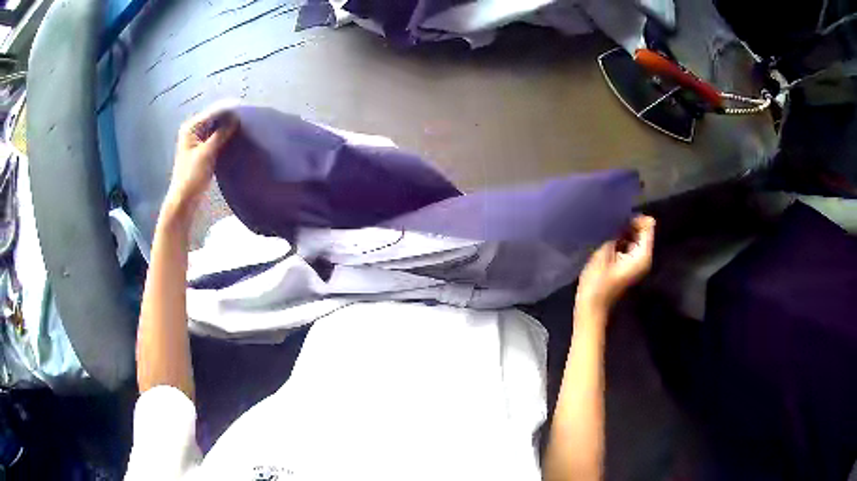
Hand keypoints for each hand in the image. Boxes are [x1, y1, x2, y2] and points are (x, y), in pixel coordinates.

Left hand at [164, 105, 238, 217]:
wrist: (184, 200)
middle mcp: (193, 130)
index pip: (213, 112)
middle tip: (248, 117)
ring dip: (228, 127)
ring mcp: (197, 140)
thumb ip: (221, 133)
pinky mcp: (202, 150)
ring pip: (216, 128)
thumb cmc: (192, 176)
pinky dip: (225, 136)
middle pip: (214, 118)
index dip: (229, 109)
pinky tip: (235, 137)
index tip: (247, 108)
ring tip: (245, 126)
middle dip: (229, 117)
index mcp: (191, 127)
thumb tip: (237, 117)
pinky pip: (216, 137)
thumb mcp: (207, 153)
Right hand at [575, 215, 655, 315]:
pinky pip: (628, 245)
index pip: (648, 225)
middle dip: (628, 225)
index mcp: (642, 255)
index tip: (617, 221)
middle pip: (642, 230)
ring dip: (622, 233)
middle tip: (609, 227)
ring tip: (606, 235)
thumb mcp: (605, 252)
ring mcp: (637, 262)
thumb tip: (622, 216)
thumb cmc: (597, 282)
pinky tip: (607, 245)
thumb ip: (617, 232)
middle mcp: (644, 257)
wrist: (591, 307)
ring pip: (634, 237)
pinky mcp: (628, 265)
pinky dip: (619, 241)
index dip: (634, 218)